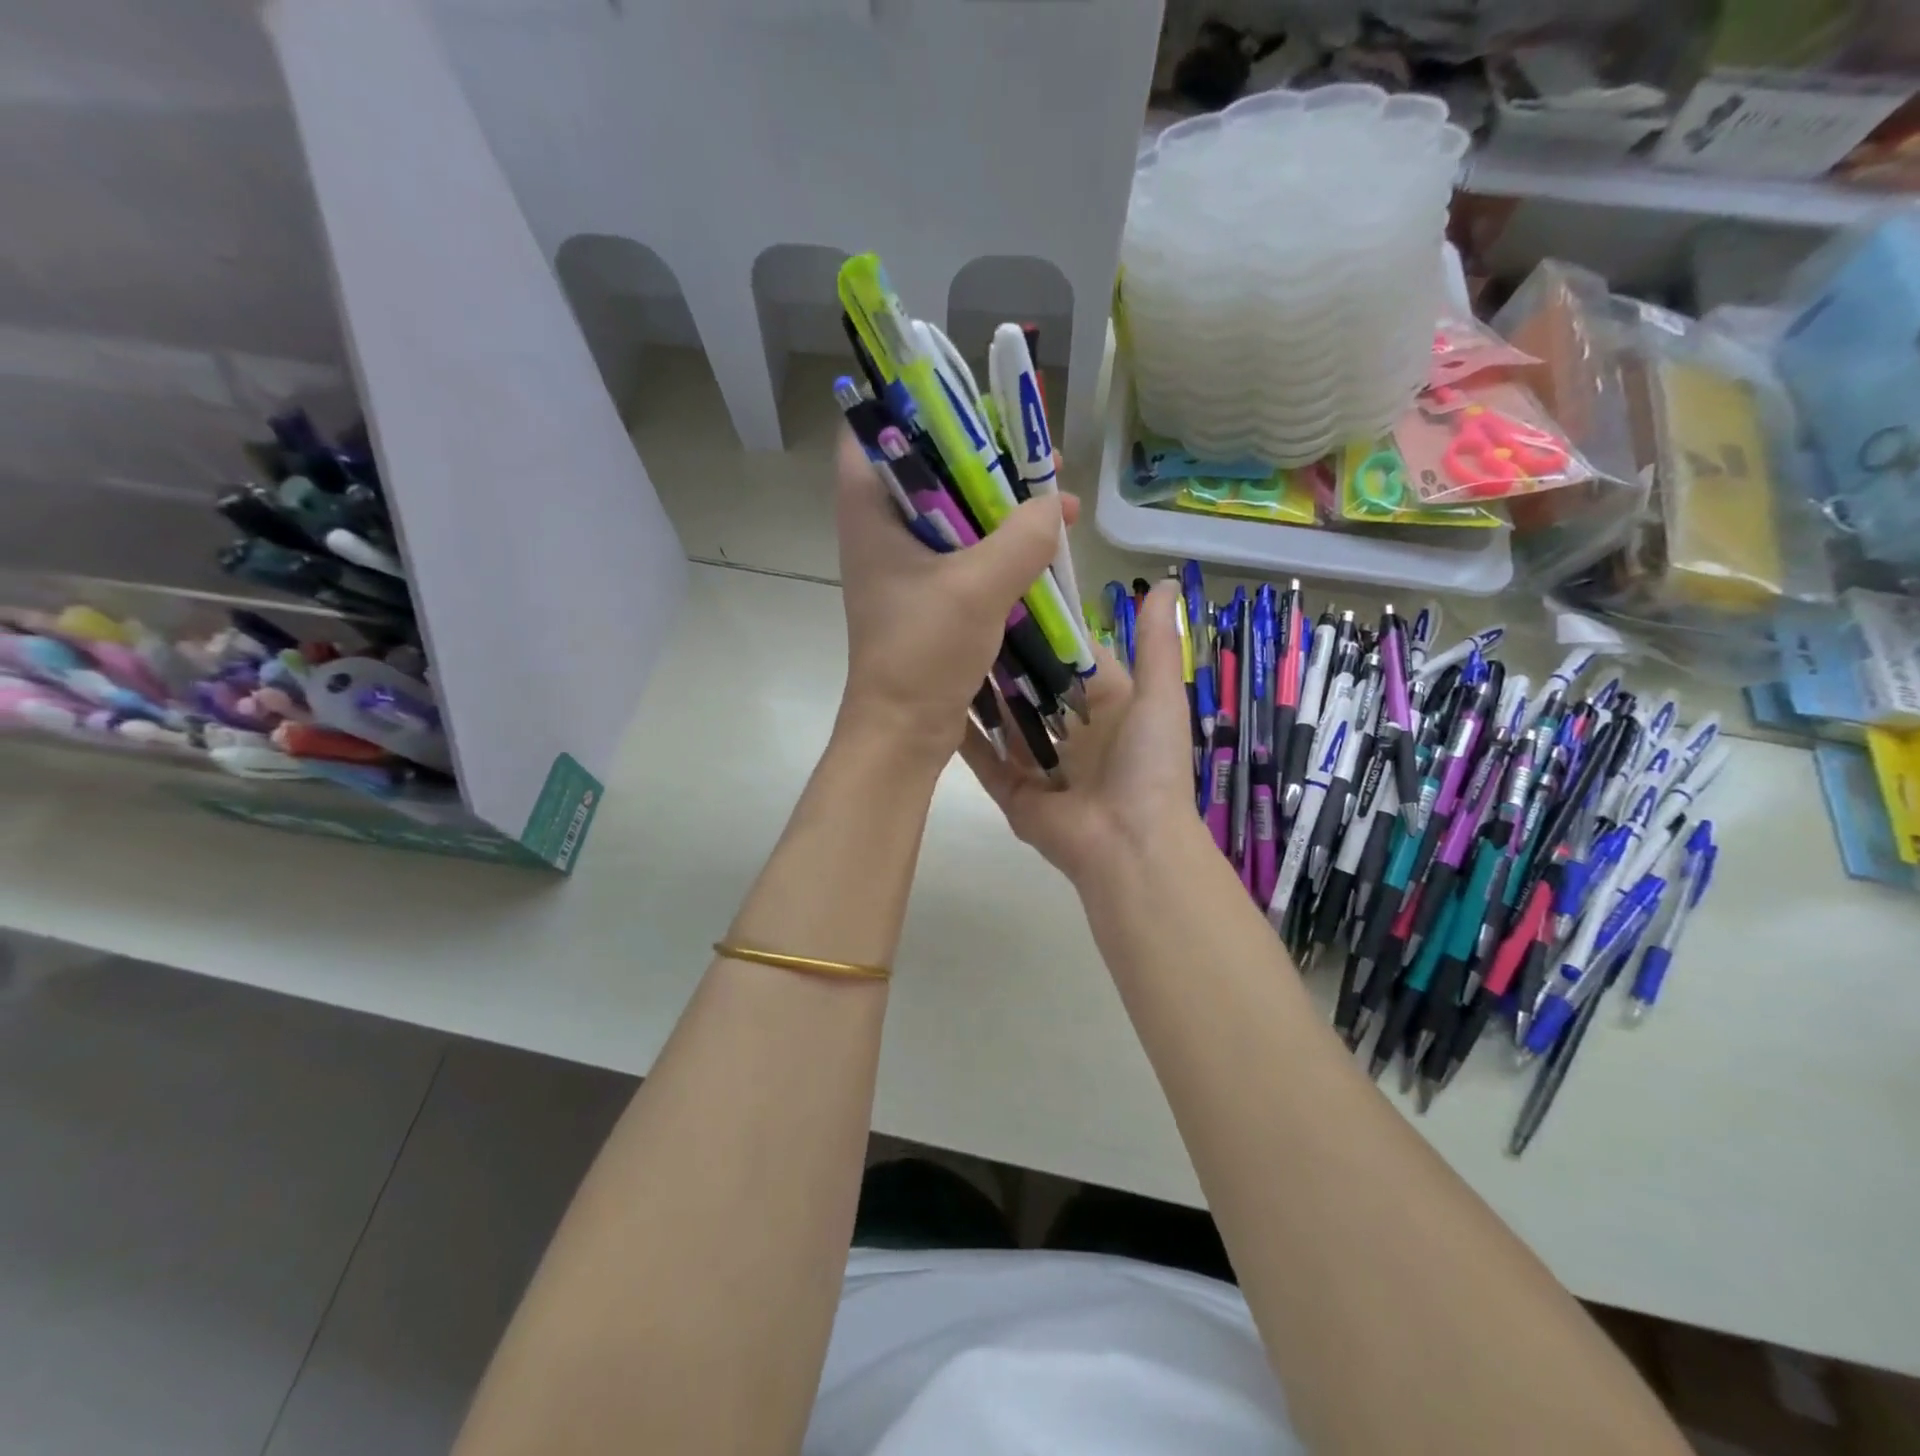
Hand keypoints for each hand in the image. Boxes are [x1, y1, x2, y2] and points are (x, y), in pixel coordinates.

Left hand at [834, 430, 1077, 757]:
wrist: (903, 731)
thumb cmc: (924, 653)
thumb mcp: (979, 587)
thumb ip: (1023, 537)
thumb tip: (1056, 505)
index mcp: (869, 511)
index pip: (873, 428)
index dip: (920, 407)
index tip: (975, 408)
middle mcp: (878, 528)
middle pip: (927, 465)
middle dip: (982, 455)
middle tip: (1034, 454)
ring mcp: (902, 564)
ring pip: (950, 511)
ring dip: (997, 504)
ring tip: (1052, 497)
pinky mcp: (924, 593)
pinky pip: (962, 551)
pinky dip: (996, 545)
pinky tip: (1040, 549)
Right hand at [961, 580, 1203, 885]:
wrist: (1131, 845)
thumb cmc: (1149, 765)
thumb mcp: (1160, 696)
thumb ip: (1156, 644)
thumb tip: (1167, 582)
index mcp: (1109, 710)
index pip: (1073, 661)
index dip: (1049, 631)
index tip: (1015, 592)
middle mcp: (1073, 736)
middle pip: (1033, 691)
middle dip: (1008, 660)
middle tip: (969, 618)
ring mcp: (1039, 766)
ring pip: (1005, 722)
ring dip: (982, 693)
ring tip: (946, 650)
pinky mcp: (1012, 792)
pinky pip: (984, 758)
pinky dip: (964, 734)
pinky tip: (936, 700)